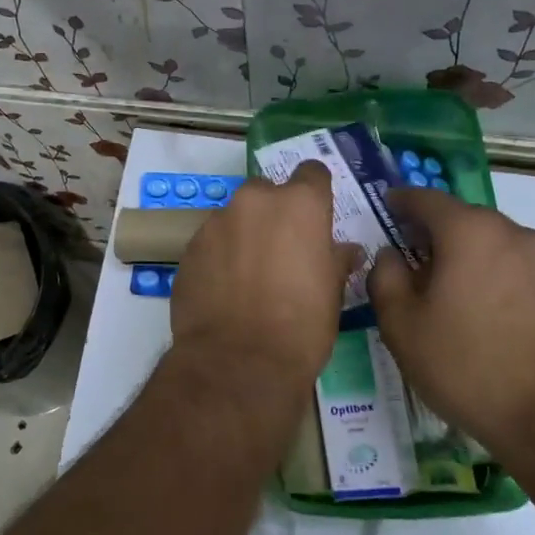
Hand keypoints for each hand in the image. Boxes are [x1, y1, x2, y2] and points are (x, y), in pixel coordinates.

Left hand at [168, 161, 357, 398]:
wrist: (239, 362)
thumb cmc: (301, 325)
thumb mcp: (333, 293)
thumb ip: (336, 260)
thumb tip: (345, 250)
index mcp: (299, 204)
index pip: (312, 173)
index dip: (315, 192)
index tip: (316, 214)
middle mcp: (254, 202)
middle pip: (266, 192)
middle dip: (273, 213)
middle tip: (281, 250)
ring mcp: (216, 222)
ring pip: (234, 217)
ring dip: (243, 235)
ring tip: (249, 276)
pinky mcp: (189, 249)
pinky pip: (210, 243)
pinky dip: (219, 257)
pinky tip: (225, 290)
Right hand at [368, 189, 534, 447]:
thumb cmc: (465, 365)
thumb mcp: (401, 325)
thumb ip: (385, 277)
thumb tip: (390, 255)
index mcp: (469, 232)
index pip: (427, 199)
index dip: (401, 201)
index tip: (386, 207)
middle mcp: (513, 233)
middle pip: (463, 219)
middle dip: (435, 232)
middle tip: (411, 258)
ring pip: (493, 243)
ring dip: (467, 255)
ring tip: (449, 290)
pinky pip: (517, 268)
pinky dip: (494, 276)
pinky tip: (484, 312)